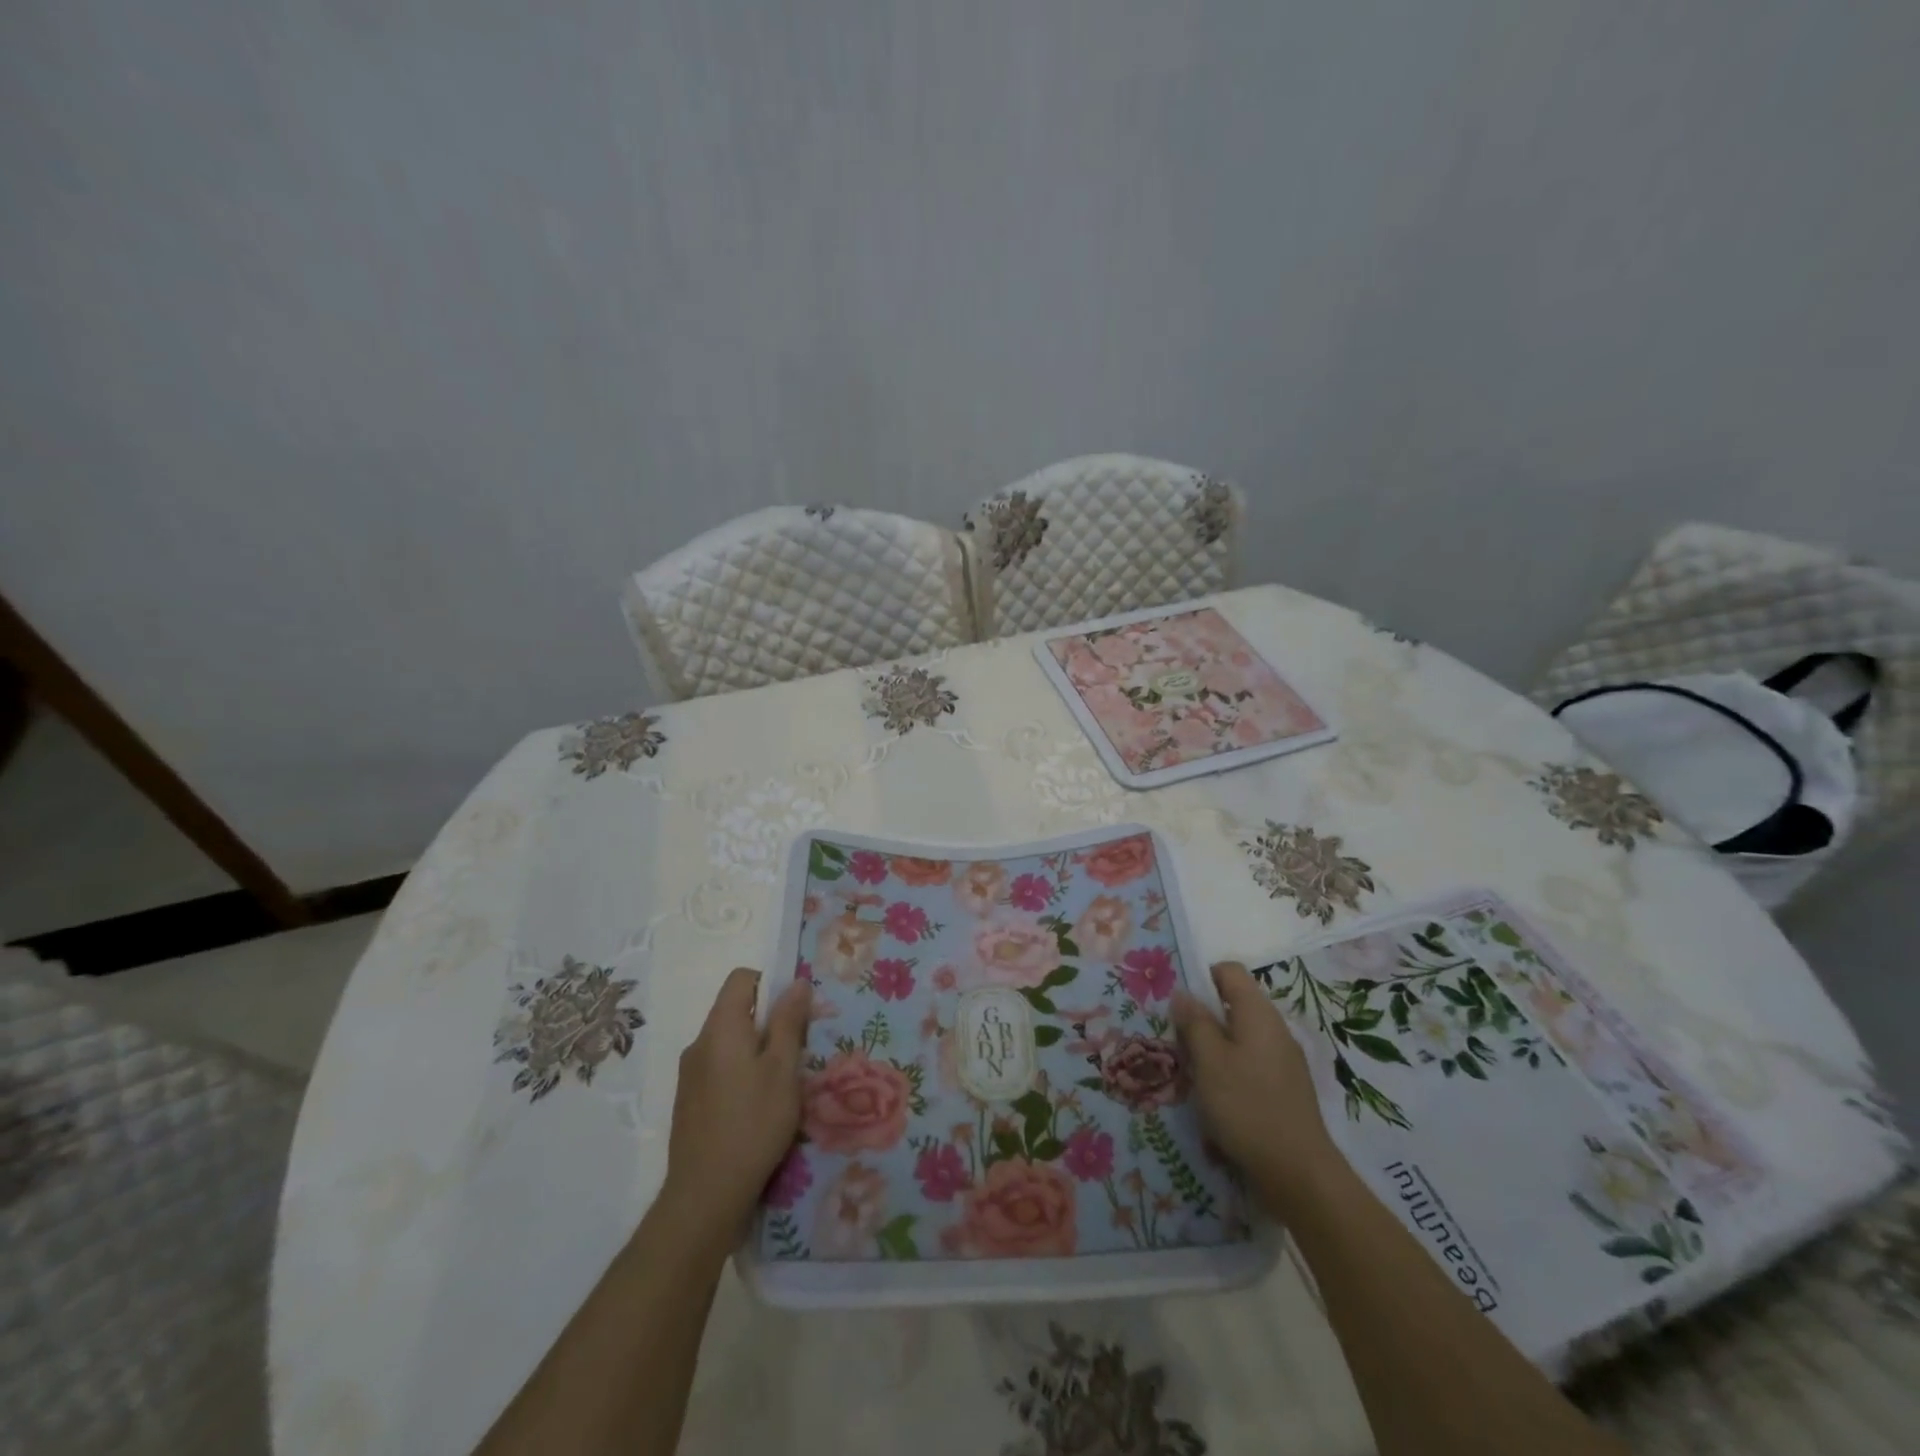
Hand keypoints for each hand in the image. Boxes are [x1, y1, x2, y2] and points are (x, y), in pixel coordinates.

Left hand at [659, 967, 811, 1237]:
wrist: (705, 1196)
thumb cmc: (753, 1124)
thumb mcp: (783, 1069)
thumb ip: (789, 1022)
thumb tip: (795, 982)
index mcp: (720, 1027)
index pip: (741, 978)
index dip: (770, 984)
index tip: (793, 1014)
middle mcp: (699, 1043)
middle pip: (735, 1010)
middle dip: (768, 1022)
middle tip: (796, 1053)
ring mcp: (689, 1075)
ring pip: (729, 1043)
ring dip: (756, 1051)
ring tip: (780, 1085)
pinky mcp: (689, 1102)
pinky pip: (719, 1069)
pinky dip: (741, 1074)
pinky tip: (757, 1109)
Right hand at [1172, 961, 1338, 1204]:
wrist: (1298, 1173)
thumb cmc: (1246, 1107)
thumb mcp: (1209, 1061)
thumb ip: (1194, 1022)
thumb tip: (1183, 993)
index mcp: (1258, 1013)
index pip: (1229, 971)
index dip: (1201, 977)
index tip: (1178, 1003)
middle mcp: (1275, 1028)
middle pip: (1234, 1003)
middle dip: (1204, 1016)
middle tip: (1178, 1039)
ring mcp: (1284, 1059)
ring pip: (1241, 1035)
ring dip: (1215, 1045)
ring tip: (1193, 1070)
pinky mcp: (1286, 1087)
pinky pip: (1252, 1061)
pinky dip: (1231, 1068)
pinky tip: (1217, 1095)